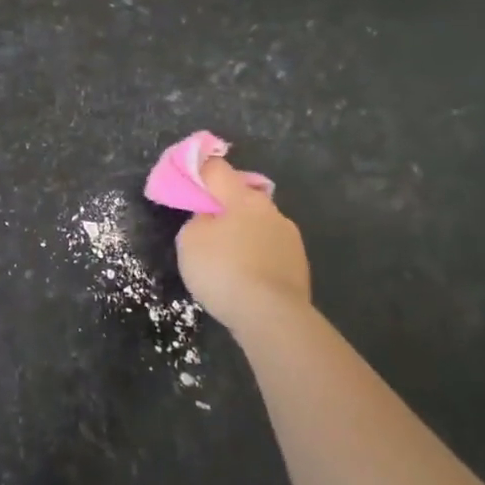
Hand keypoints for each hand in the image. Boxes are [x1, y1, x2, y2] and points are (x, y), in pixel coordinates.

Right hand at [175, 157, 311, 342]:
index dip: (198, 170)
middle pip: (241, 195)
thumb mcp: (189, 240)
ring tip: (227, 256)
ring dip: (243, 230)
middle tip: (205, 224)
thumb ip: (198, 219)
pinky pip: (269, 247)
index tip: (186, 179)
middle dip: (224, 204)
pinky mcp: (299, 262)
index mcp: (241, 197)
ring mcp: (289, 236)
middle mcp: (269, 209)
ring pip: (258, 222)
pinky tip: (246, 274)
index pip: (216, 168)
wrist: (272, 317)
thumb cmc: (223, 271)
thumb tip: (211, 218)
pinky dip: (256, 253)